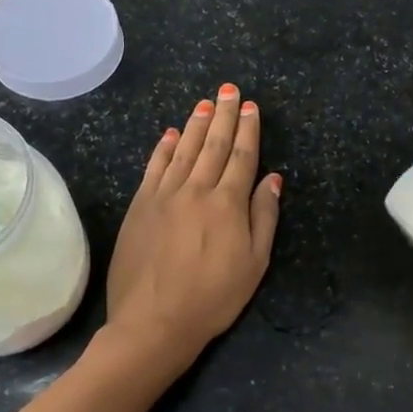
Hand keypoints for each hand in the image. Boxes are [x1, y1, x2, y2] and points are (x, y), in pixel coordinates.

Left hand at [104, 83, 280, 371]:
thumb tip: (272, 179)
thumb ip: (263, 218)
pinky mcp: (140, 206)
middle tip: (229, 90)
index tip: (251, 107)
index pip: (242, 157)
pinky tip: (171, 133)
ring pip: (184, 150)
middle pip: (213, 146)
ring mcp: (164, 196)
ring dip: (197, 124)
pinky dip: (164, 147)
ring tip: (206, 103)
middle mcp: (196, 190)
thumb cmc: (213, 298)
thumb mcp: (254, 264)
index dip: (249, 130)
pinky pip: (154, 167)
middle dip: (224, 115)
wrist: (154, 321)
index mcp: (228, 204)